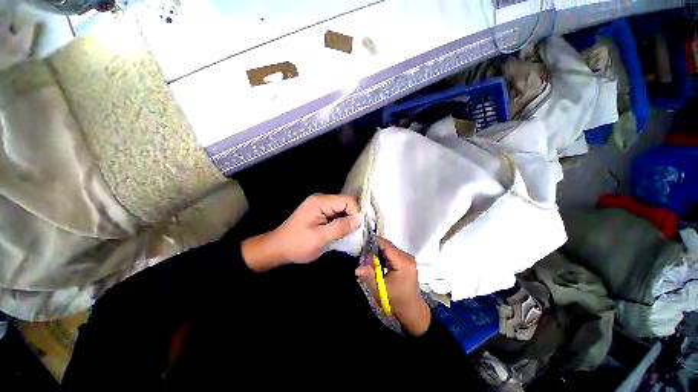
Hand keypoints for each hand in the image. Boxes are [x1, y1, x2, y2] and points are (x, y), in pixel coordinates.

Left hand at [242, 194, 360, 271]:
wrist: (277, 249)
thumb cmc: (297, 244)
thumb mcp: (320, 238)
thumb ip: (340, 228)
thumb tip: (359, 220)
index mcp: (320, 202)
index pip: (347, 200)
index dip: (356, 212)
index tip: (359, 228)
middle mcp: (321, 200)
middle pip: (345, 203)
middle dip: (353, 217)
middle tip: (356, 232)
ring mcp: (320, 206)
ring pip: (342, 209)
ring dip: (347, 221)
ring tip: (350, 234)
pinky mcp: (320, 213)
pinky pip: (336, 214)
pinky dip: (341, 222)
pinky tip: (342, 232)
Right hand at [356, 238, 430, 336]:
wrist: (411, 310)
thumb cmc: (396, 300)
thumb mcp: (380, 289)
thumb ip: (369, 276)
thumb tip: (357, 268)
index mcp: (403, 262)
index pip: (386, 245)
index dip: (374, 242)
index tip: (362, 242)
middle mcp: (407, 257)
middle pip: (388, 246)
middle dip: (375, 248)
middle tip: (363, 253)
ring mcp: (408, 258)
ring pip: (390, 249)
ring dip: (379, 252)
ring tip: (369, 258)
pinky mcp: (407, 261)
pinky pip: (393, 253)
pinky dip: (384, 256)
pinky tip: (378, 262)